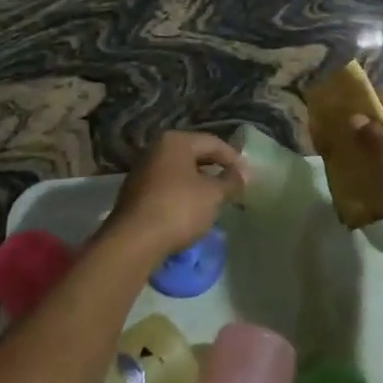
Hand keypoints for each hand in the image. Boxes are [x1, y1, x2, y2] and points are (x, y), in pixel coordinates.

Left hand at [103, 131, 244, 260]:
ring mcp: (142, 170)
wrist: (134, 240)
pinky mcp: (135, 192)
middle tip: (234, 186)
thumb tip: (243, 174)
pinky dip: (183, 194)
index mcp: (175, 141)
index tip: (248, 176)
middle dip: (216, 169)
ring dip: (199, 183)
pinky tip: (192, 210)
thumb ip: (231, 182)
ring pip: (180, 171)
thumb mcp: (213, 195)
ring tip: (216, 199)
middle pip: (194, 154)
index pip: (212, 142)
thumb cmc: (178, 208)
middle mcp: (156, 149)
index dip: (233, 158)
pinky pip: (167, 186)